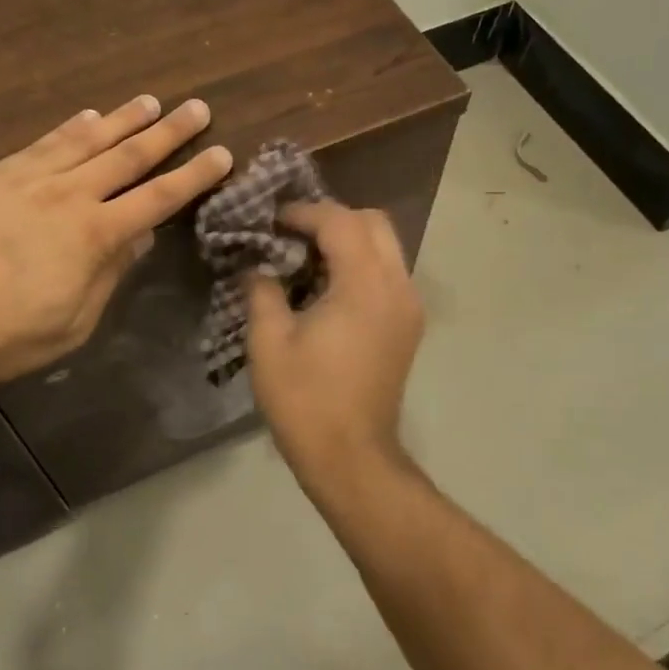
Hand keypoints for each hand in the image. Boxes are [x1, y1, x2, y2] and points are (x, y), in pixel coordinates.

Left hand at [0, 95, 231, 392]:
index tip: (222, 154)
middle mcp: (67, 196)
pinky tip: (87, 117)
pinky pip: (42, 143)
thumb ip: (107, 277)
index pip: (157, 199)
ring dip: (123, 120)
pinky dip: (70, 127)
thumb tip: (139, 238)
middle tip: (198, 108)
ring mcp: (27, 180)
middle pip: (129, 157)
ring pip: (87, 140)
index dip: (193, 176)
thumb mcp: (68, 326)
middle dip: (169, 133)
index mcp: (92, 237)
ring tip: (151, 102)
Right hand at [245, 200, 423, 484]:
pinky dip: (360, 263)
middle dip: (331, 218)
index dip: (303, 212)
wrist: (352, 457)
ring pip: (385, 245)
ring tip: (306, 258)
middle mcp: (397, 286)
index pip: (340, 222)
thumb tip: (258, 266)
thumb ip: (262, 290)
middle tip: (291, 234)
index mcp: (365, 285)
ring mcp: (409, 306)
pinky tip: (327, 287)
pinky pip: (388, 272)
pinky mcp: (409, 324)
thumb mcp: (269, 341)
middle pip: (373, 222)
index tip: (270, 221)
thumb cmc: (305, 400)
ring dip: (348, 240)